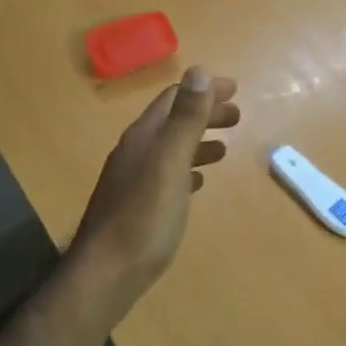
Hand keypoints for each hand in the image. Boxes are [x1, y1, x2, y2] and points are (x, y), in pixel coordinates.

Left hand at [70, 67, 239, 302]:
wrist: (107, 274)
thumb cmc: (144, 217)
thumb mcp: (170, 162)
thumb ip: (185, 119)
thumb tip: (199, 71)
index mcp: (143, 137)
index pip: (174, 99)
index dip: (204, 90)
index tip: (236, 90)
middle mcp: (135, 153)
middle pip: (172, 122)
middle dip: (204, 114)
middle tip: (238, 117)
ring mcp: (133, 181)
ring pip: (170, 149)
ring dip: (198, 141)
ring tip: (224, 148)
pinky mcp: (137, 207)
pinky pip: (166, 176)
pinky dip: (187, 169)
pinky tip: (198, 182)